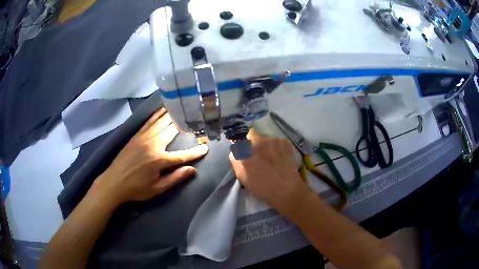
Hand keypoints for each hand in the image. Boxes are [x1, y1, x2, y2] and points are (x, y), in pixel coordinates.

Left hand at [91, 108, 208, 206]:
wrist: (114, 182)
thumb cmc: (136, 189)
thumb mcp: (157, 189)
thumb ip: (175, 178)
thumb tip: (192, 170)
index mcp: (159, 160)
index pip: (182, 155)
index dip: (195, 152)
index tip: (206, 147)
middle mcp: (152, 144)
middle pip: (172, 130)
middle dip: (185, 124)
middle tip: (195, 117)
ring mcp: (143, 137)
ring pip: (161, 122)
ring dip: (172, 114)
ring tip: (182, 107)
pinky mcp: (136, 135)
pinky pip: (149, 121)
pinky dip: (157, 114)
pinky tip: (163, 109)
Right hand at [229, 130, 311, 214]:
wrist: (287, 190)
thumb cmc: (263, 188)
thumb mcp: (243, 178)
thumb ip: (236, 161)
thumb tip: (235, 151)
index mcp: (245, 152)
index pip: (238, 140)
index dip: (241, 145)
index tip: (244, 151)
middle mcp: (258, 142)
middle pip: (251, 133)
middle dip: (252, 140)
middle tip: (257, 153)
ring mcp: (273, 140)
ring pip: (265, 137)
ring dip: (265, 144)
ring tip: (271, 157)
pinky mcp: (284, 141)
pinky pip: (276, 140)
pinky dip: (277, 146)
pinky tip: (280, 157)